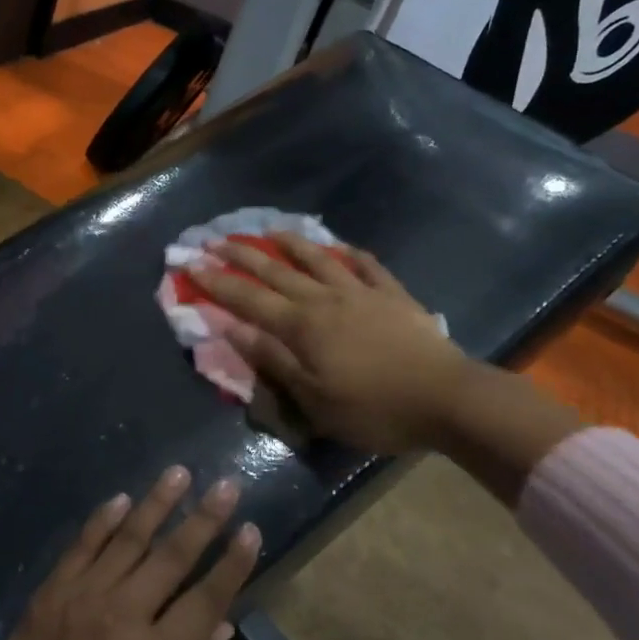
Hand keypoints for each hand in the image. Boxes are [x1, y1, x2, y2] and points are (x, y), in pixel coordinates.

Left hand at [0, 467, 259, 639]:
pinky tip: (122, 499)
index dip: (232, 564)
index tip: (250, 529)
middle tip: (226, 484)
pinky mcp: (48, 595)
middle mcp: (123, 618)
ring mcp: (81, 600)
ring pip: (128, 539)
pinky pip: (81, 547)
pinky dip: (103, 521)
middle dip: (203, 518)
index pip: (206, 599)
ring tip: (179, 473)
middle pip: (171, 558)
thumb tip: (221, 623)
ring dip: (157, 503)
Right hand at [189, 233, 466, 455]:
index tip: (192, 265)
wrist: (446, 399)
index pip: (248, 299)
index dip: (217, 283)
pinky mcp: (393, 295)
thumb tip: (232, 328)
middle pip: (276, 271)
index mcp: (301, 326)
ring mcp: (361, 292)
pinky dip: (350, 253)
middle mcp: (324, 299)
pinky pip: (367, 266)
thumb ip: (272, 359)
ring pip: (318, 259)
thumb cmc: (374, 408)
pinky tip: (341, 247)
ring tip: (271, 230)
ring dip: (291, 243)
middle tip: (216, 239)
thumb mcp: (314, 399)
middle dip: (242, 255)